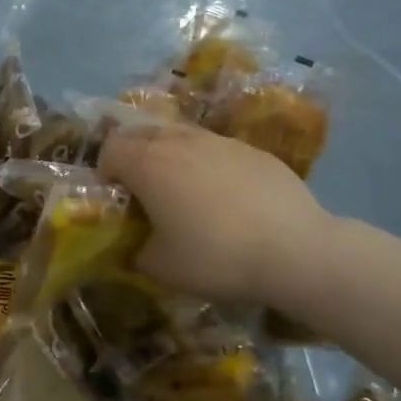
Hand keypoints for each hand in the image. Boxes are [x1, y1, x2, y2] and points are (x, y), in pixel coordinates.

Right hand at [100, 121, 338, 316]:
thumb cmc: (216, 257)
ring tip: (183, 191)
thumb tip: (137, 246)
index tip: (116, 200)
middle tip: (142, 191)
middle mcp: (181, 141)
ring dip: (171, 155)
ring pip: (181, 136)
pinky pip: (217, 149)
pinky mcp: (254, 150)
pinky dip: (208, 165)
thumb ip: (137, 251)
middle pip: (142, 133)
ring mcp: (221, 141)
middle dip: (133, 156)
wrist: (295, 250)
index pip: (110, 150)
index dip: (105, 173)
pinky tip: (226, 198)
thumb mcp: (161, 268)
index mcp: (149, 163)